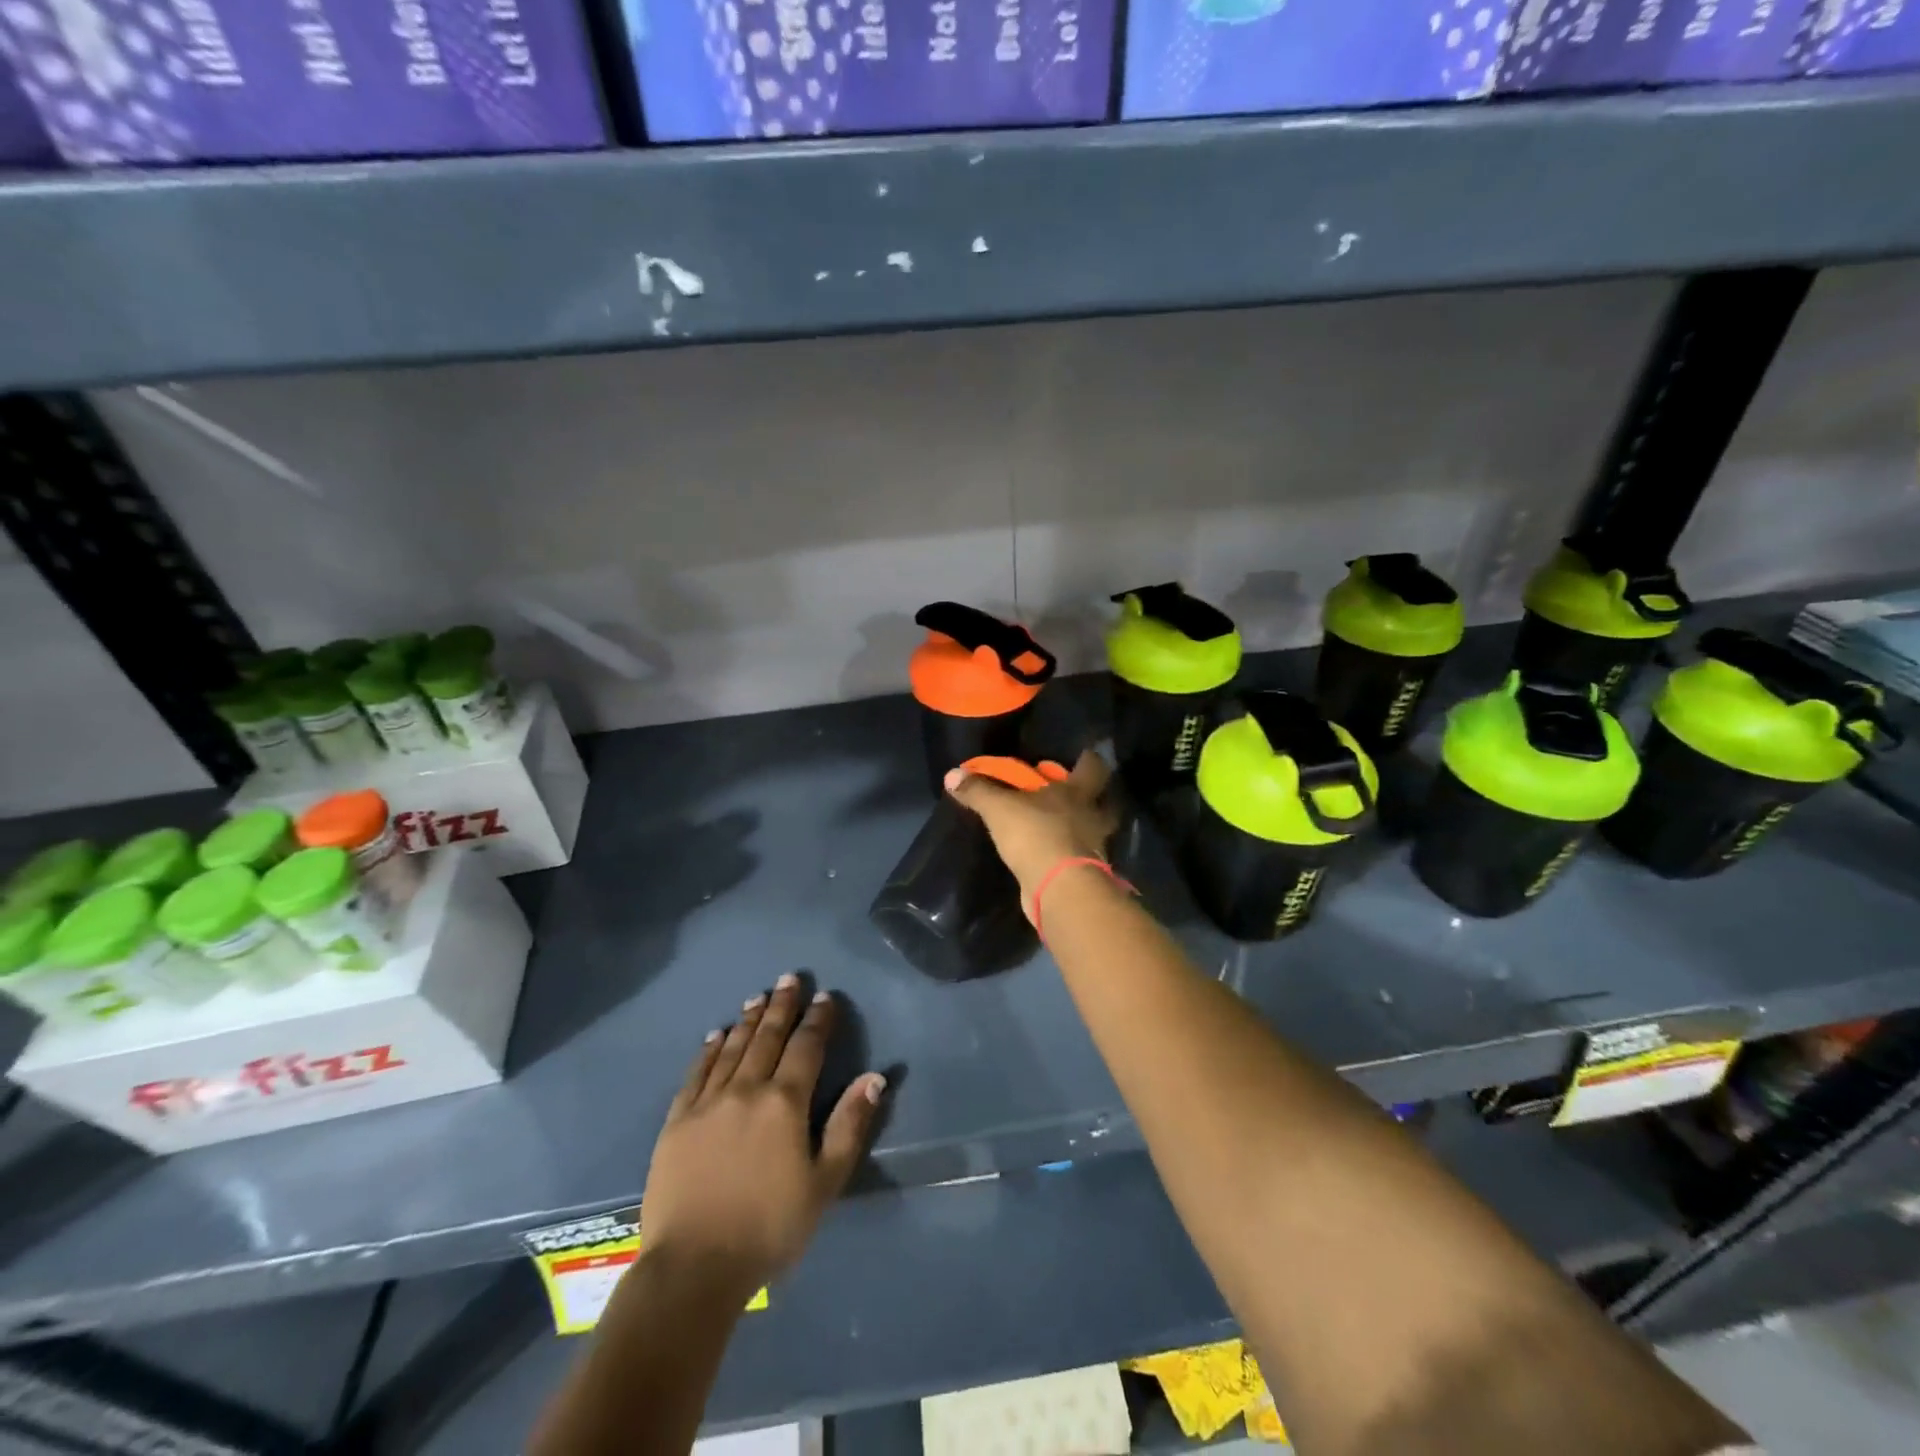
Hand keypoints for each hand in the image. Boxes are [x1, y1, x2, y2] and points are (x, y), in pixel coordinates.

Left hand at [641, 976, 885, 1294]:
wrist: (693, 1267)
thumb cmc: (769, 1228)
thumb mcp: (824, 1182)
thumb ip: (849, 1125)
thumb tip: (874, 1077)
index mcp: (785, 1103)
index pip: (806, 1047)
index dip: (818, 1020)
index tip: (825, 996)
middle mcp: (746, 1090)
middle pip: (768, 1037)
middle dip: (782, 1006)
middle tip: (789, 978)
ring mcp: (707, 1103)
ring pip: (733, 1048)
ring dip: (748, 1020)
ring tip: (758, 996)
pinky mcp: (677, 1121)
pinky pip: (696, 1074)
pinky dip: (709, 1050)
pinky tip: (716, 1035)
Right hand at [944, 750, 1118, 915]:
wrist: (1058, 888)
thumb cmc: (1036, 834)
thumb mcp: (999, 808)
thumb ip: (978, 791)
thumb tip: (952, 774)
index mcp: (1077, 793)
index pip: (1093, 768)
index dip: (1090, 761)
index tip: (1084, 755)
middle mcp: (1091, 817)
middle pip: (1106, 803)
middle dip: (1095, 799)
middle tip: (1077, 796)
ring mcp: (1093, 848)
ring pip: (1096, 833)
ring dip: (1083, 829)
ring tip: (1064, 829)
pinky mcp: (1085, 875)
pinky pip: (1079, 858)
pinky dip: (1069, 856)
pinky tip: (1054, 856)